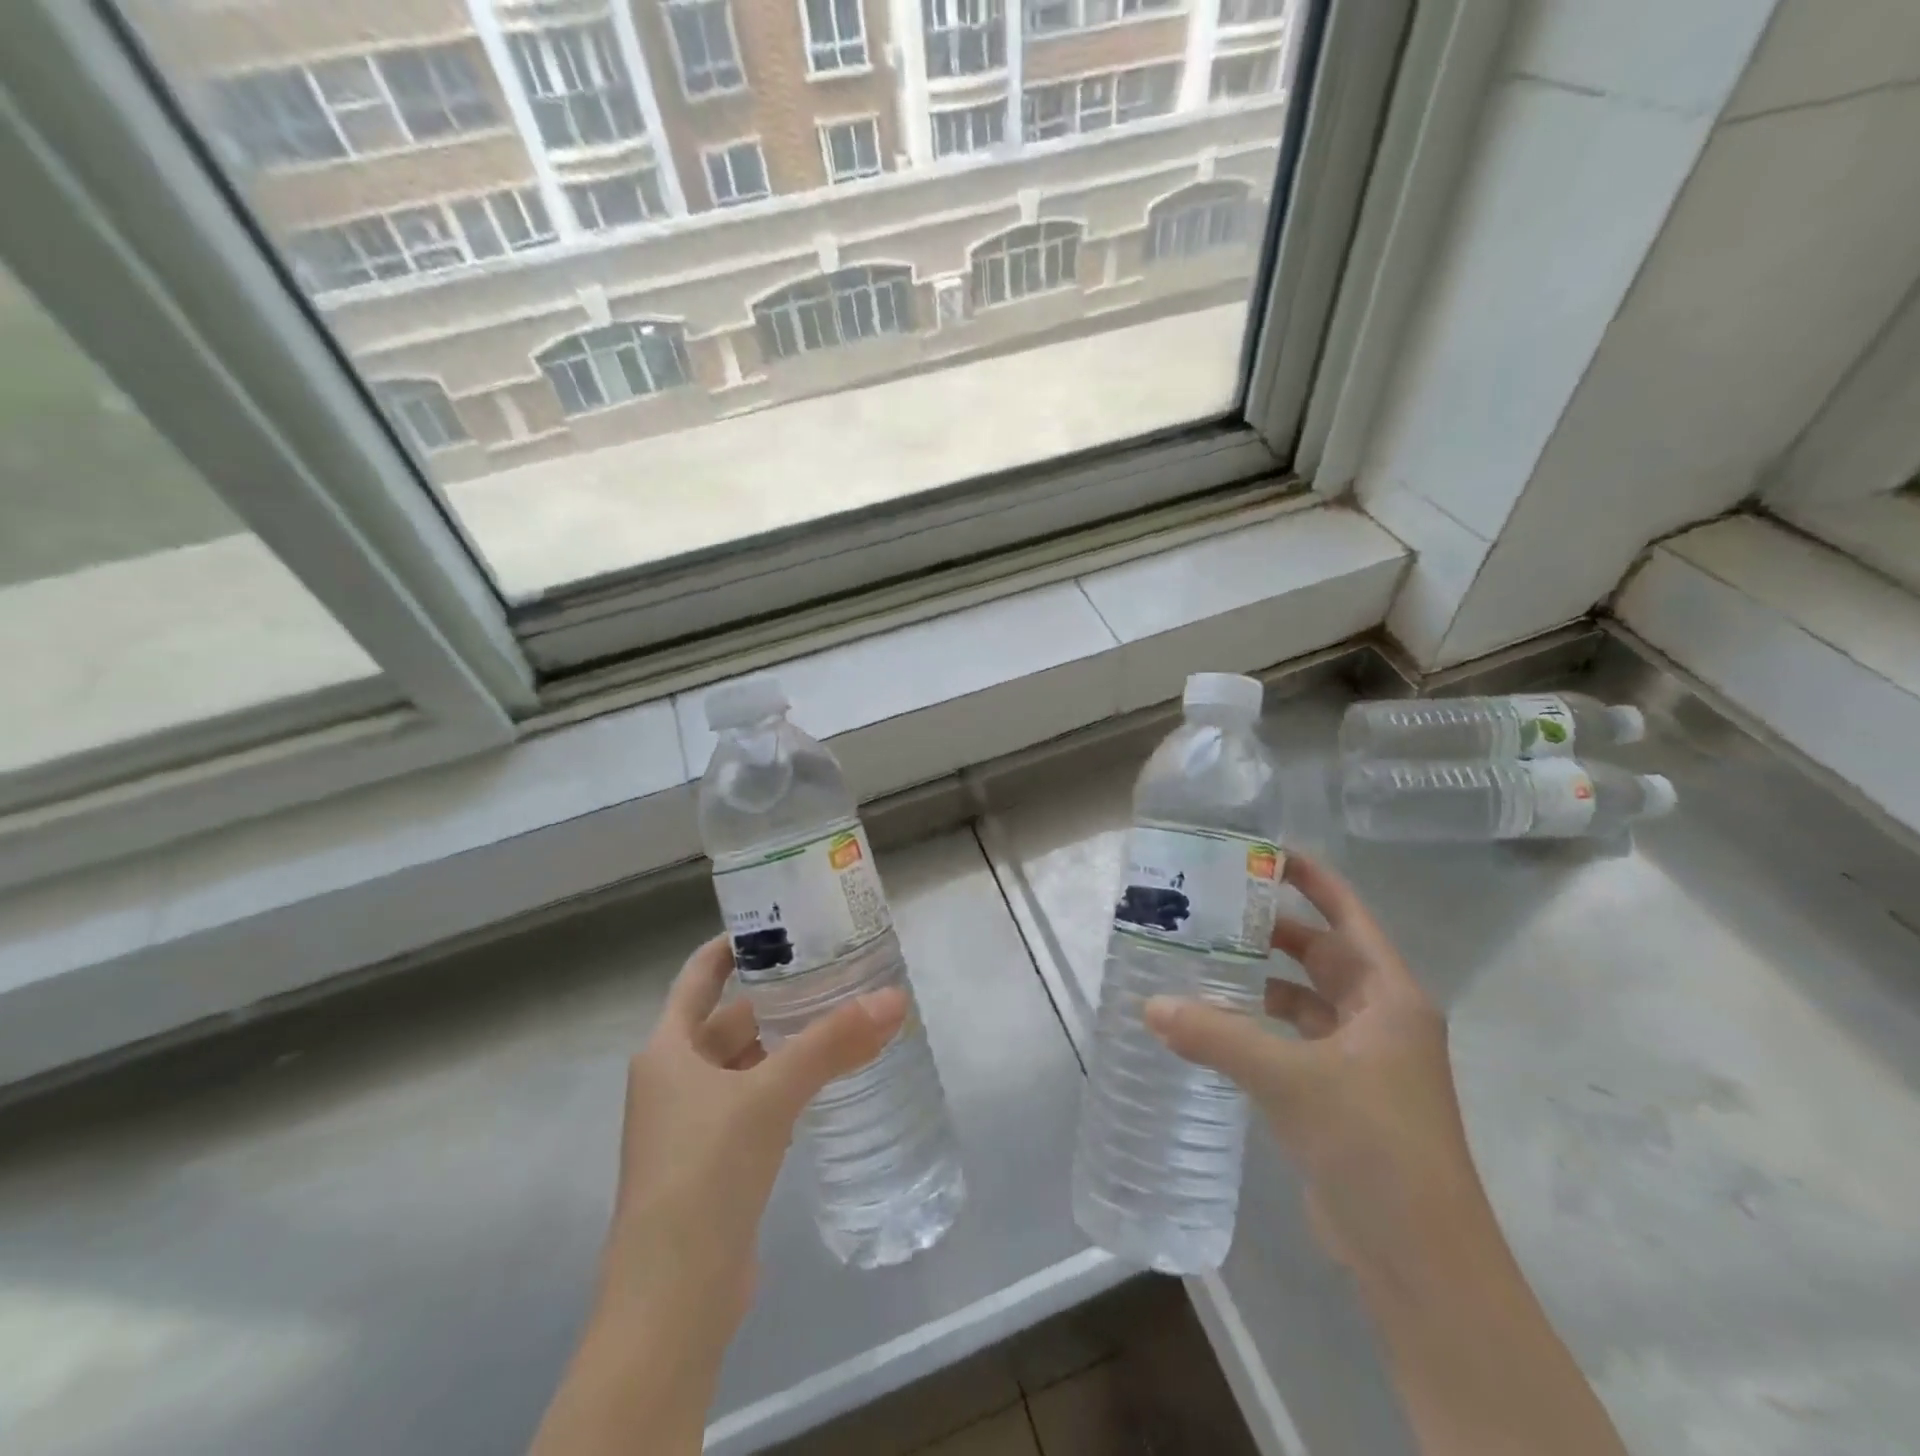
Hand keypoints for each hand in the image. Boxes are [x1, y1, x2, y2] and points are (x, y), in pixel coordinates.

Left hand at [533, 936, 906, 1455]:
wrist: (672, 1300)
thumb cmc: (705, 1172)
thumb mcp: (770, 1095)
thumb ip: (832, 1044)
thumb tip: (894, 998)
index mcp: (667, 1049)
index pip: (698, 976)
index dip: (732, 946)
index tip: (778, 922)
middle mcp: (672, 1080)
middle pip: (727, 1020)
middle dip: (775, 998)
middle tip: (830, 971)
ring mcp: (689, 1125)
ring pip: (743, 1064)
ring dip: (783, 1044)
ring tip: (837, 1019)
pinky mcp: (712, 1163)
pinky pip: (751, 1103)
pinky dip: (781, 1086)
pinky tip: (822, 1083)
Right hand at [1146, 858, 1630, 1455]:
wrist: (1422, 1262)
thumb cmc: (1374, 1146)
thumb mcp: (1291, 1080)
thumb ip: (1217, 1037)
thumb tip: (1151, 1005)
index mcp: (1388, 996)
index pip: (1347, 914)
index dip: (1310, 878)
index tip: (1261, 851)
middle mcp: (1378, 1018)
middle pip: (1319, 953)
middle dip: (1269, 928)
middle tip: (1208, 907)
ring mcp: (1361, 1060)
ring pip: (1303, 1000)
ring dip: (1259, 982)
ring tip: (1199, 959)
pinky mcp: (1340, 1097)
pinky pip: (1292, 1042)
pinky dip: (1257, 1029)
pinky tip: (1213, 1026)